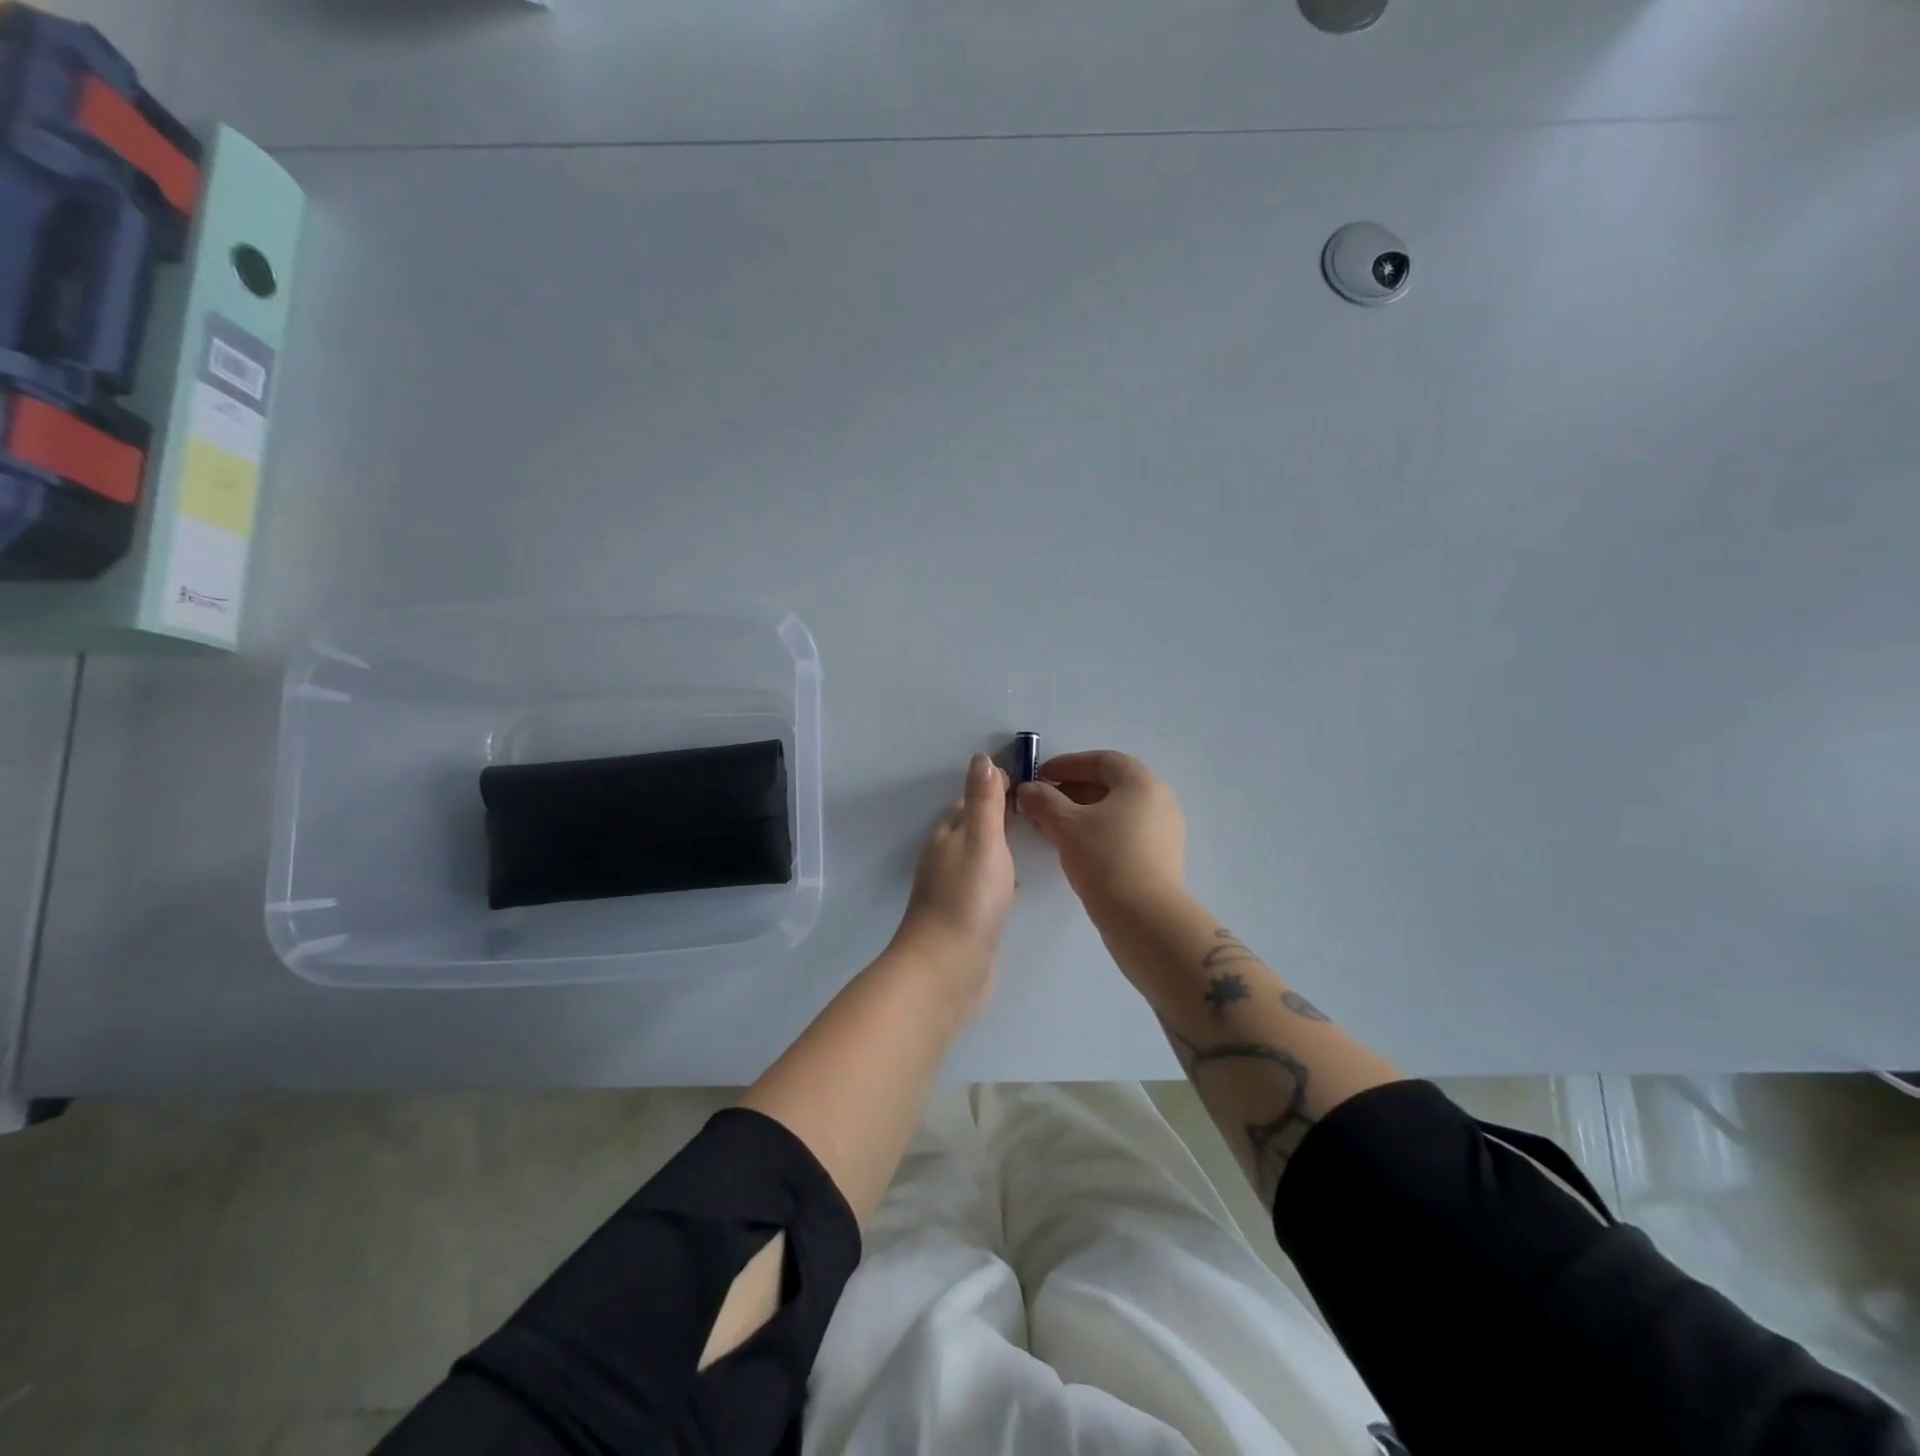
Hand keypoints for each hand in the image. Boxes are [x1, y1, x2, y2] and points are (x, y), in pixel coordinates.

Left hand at [891, 753, 1017, 1011]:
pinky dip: (998, 879)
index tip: (1022, 781)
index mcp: (947, 836)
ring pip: (978, 859)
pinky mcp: (965, 920)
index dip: (992, 789)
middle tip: (1032, 811)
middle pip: (971, 829)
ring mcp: (953, 892)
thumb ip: (984, 801)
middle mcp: (945, 860)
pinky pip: (984, 889)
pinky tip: (1015, 886)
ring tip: (1030, 842)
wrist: (948, 968)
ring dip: (998, 848)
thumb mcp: (982, 840)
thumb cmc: (968, 898)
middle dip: (996, 817)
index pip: (968, 802)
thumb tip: (981, 758)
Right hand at [1015, 750, 1185, 913]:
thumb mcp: (1066, 825)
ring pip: (1115, 812)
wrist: (1146, 919)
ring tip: (1050, 827)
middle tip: (1041, 802)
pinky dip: (1096, 832)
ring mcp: (1163, 831)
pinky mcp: (1160, 858)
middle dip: (1071, 791)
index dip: (1068, 764)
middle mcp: (1159, 801)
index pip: (1102, 760)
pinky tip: (1072, 848)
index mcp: (1141, 783)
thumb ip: (1043, 800)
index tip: (1041, 775)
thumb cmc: (1106, 859)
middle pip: (1109, 785)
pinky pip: (1123, 833)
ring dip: (1080, 814)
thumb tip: (1027, 789)